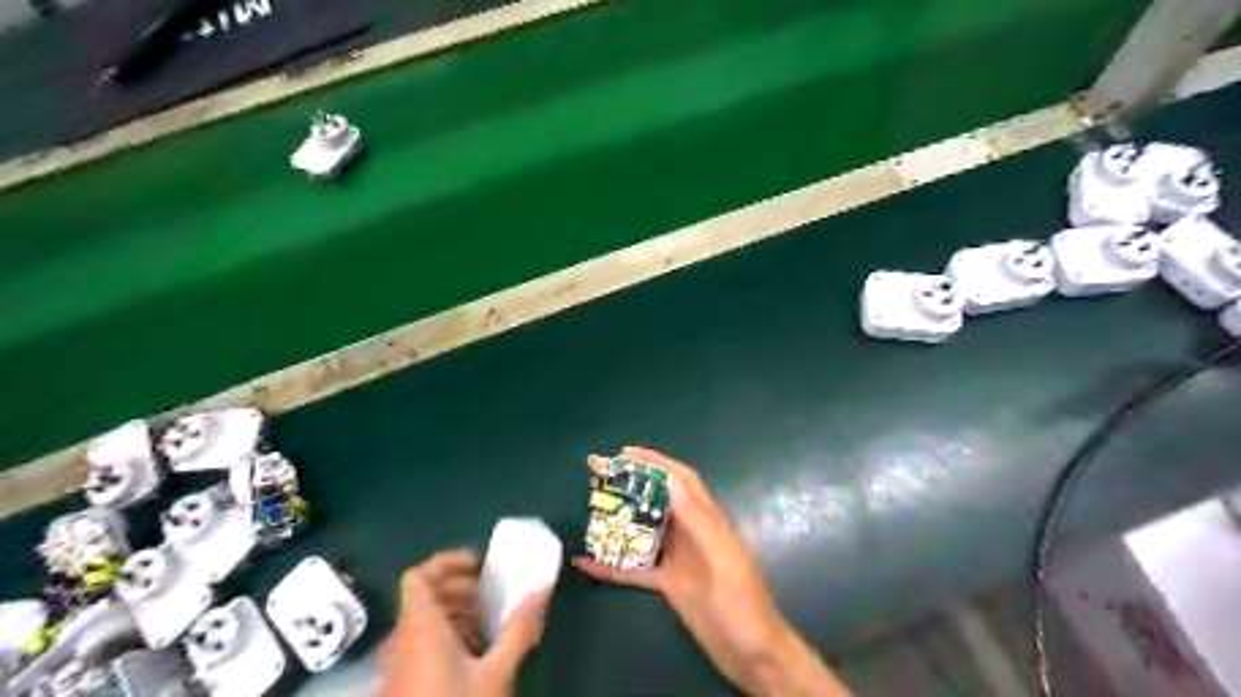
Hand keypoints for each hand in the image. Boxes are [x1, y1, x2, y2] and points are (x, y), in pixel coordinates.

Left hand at [384, 549, 546, 696]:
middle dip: (460, 588)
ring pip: (424, 620)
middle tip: (490, 594)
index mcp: (421, 628)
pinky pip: (422, 644)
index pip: (419, 576)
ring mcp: (400, 664)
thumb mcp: (495, 674)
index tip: (479, 566)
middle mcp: (404, 641)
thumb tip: (541, 591)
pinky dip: (448, 635)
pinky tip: (475, 655)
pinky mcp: (404, 684)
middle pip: (424, 595)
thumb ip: (519, 629)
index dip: (447, 562)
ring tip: (489, 624)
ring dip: (456, 612)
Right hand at [574, 448, 854, 695]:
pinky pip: (633, 569)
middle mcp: (689, 532)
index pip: (680, 480)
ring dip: (618, 518)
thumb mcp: (722, 557)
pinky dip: (610, 564)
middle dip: (629, 483)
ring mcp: (677, 557)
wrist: (751, 652)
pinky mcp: (667, 583)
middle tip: (597, 475)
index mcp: (706, 519)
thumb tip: (671, 479)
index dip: (655, 462)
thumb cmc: (742, 601)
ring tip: (590, 505)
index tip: (625, 452)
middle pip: (656, 499)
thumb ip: (698, 519)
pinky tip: (585, 562)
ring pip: (642, 530)